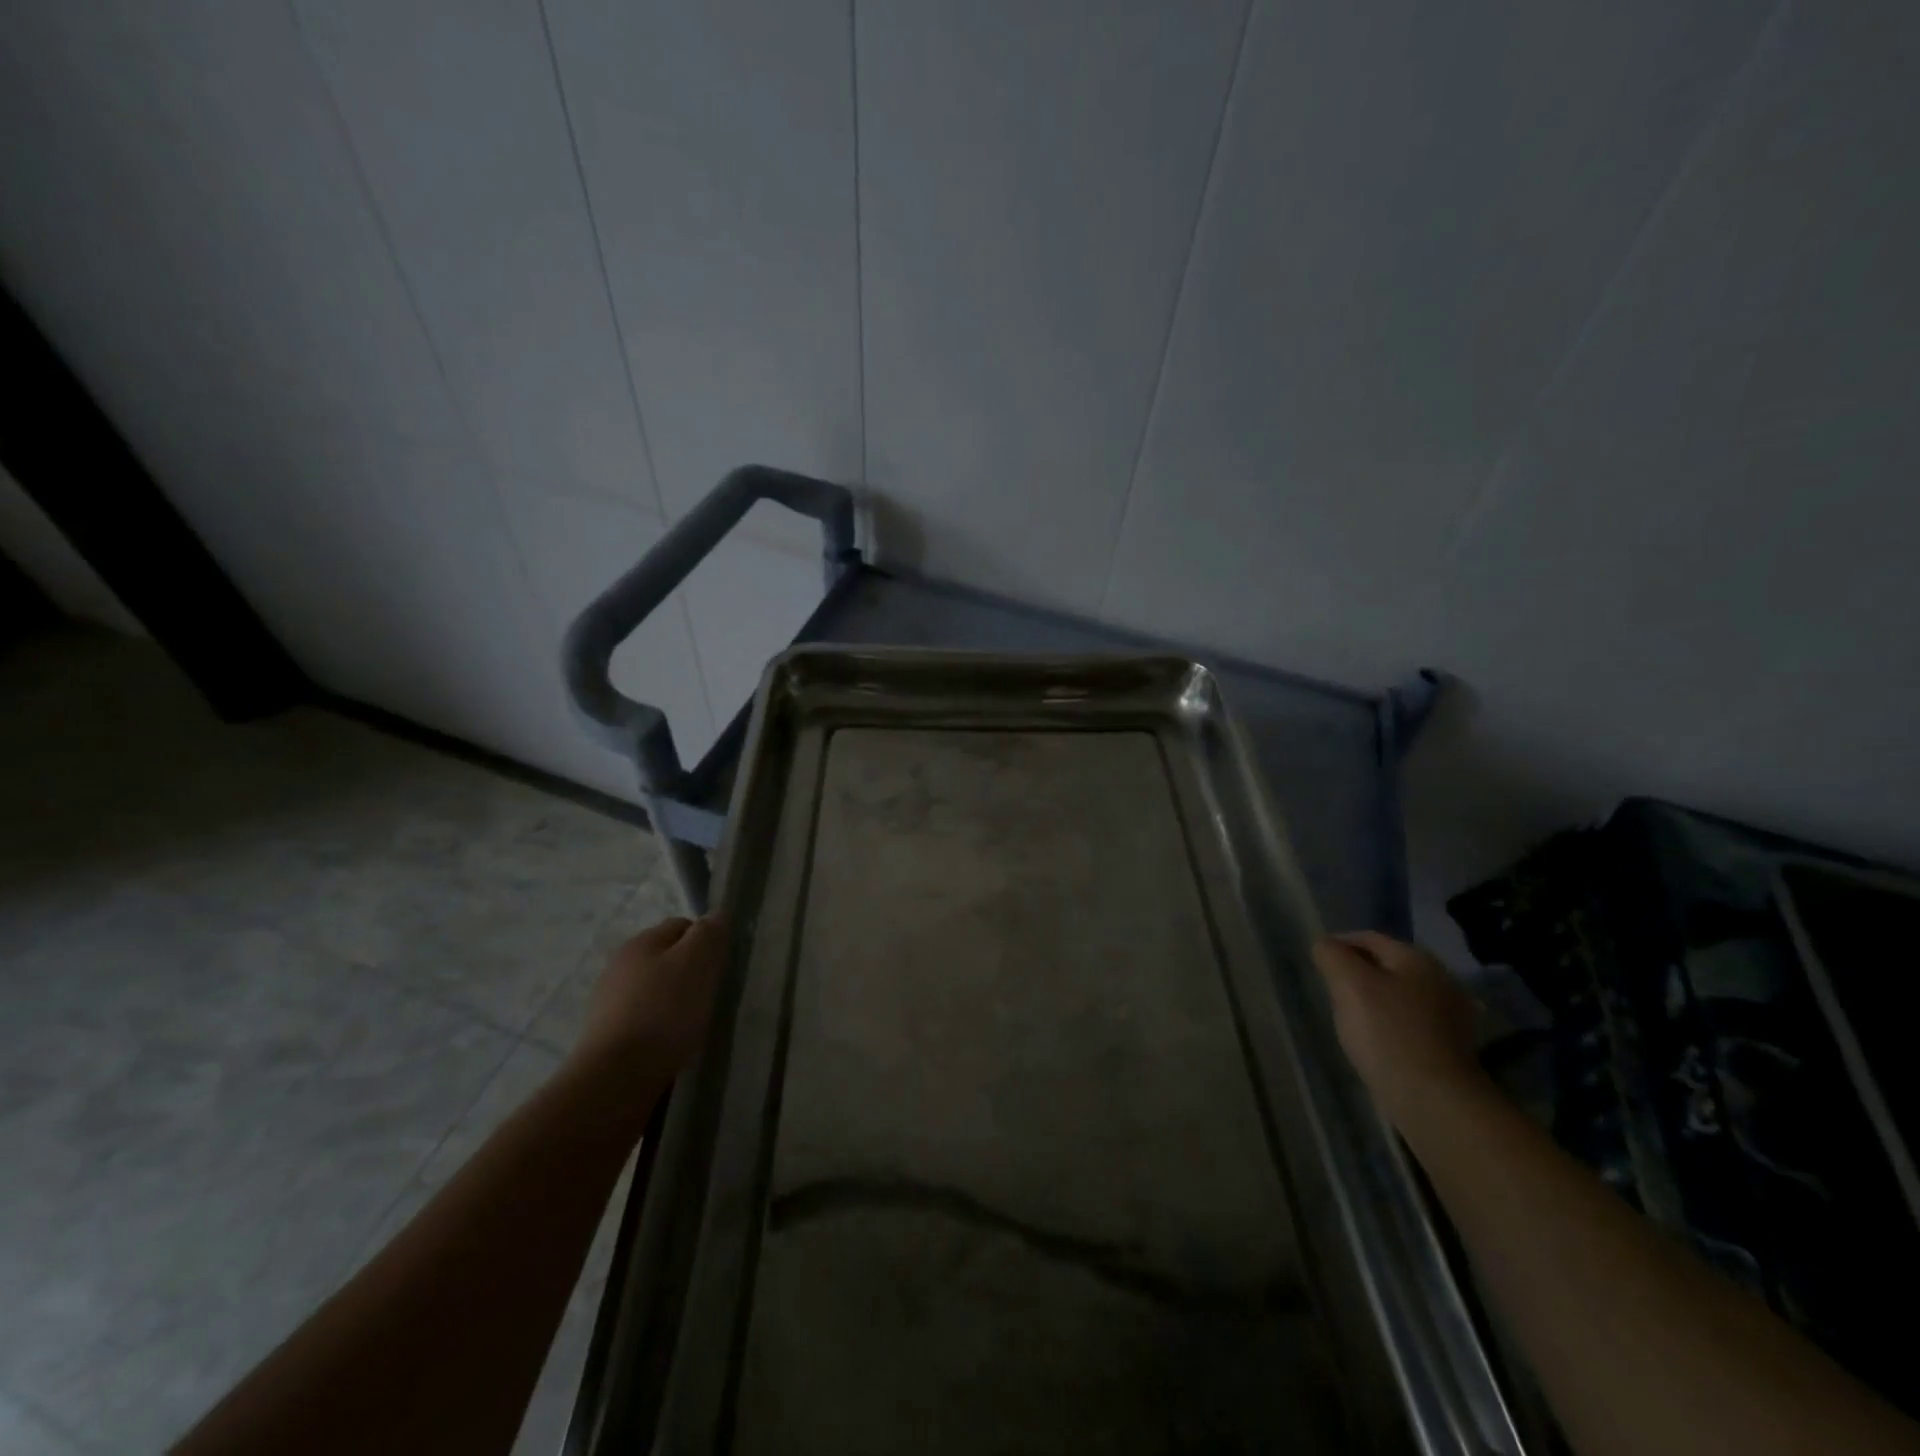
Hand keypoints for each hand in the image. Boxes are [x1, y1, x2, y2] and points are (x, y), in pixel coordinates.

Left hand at [571, 915, 726, 1086]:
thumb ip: (709, 934)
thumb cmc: (663, 1013)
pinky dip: (660, 1028)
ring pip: (655, 991)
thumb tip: (716, 915)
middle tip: (712, 995)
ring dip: (675, 1001)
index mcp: (641, 942)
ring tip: (694, 1024)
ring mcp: (608, 1003)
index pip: (682, 925)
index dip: (707, 940)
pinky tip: (672, 1045)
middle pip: (667, 958)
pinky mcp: (606, 1037)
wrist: (615, 1079)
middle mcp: (619, 966)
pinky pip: (644, 1020)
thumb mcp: (697, 963)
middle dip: (691, 972)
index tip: (723, 966)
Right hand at [1311, 931, 1486, 1126]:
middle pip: (1387, 966)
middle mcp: (1441, 980)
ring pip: (1398, 994)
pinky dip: (1390, 1023)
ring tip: (1348, 1016)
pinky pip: (1410, 1021)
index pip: (1369, 938)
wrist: (1433, 1099)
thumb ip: (1332, 955)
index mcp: (1417, 959)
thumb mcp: (1348, 983)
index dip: (1339, 944)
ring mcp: (1451, 1016)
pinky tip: (1376, 1039)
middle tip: (1330, 989)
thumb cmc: (1387, 1032)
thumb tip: (1325, 945)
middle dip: (1357, 972)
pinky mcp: (1451, 1047)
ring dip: (1374, 999)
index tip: (1317, 962)